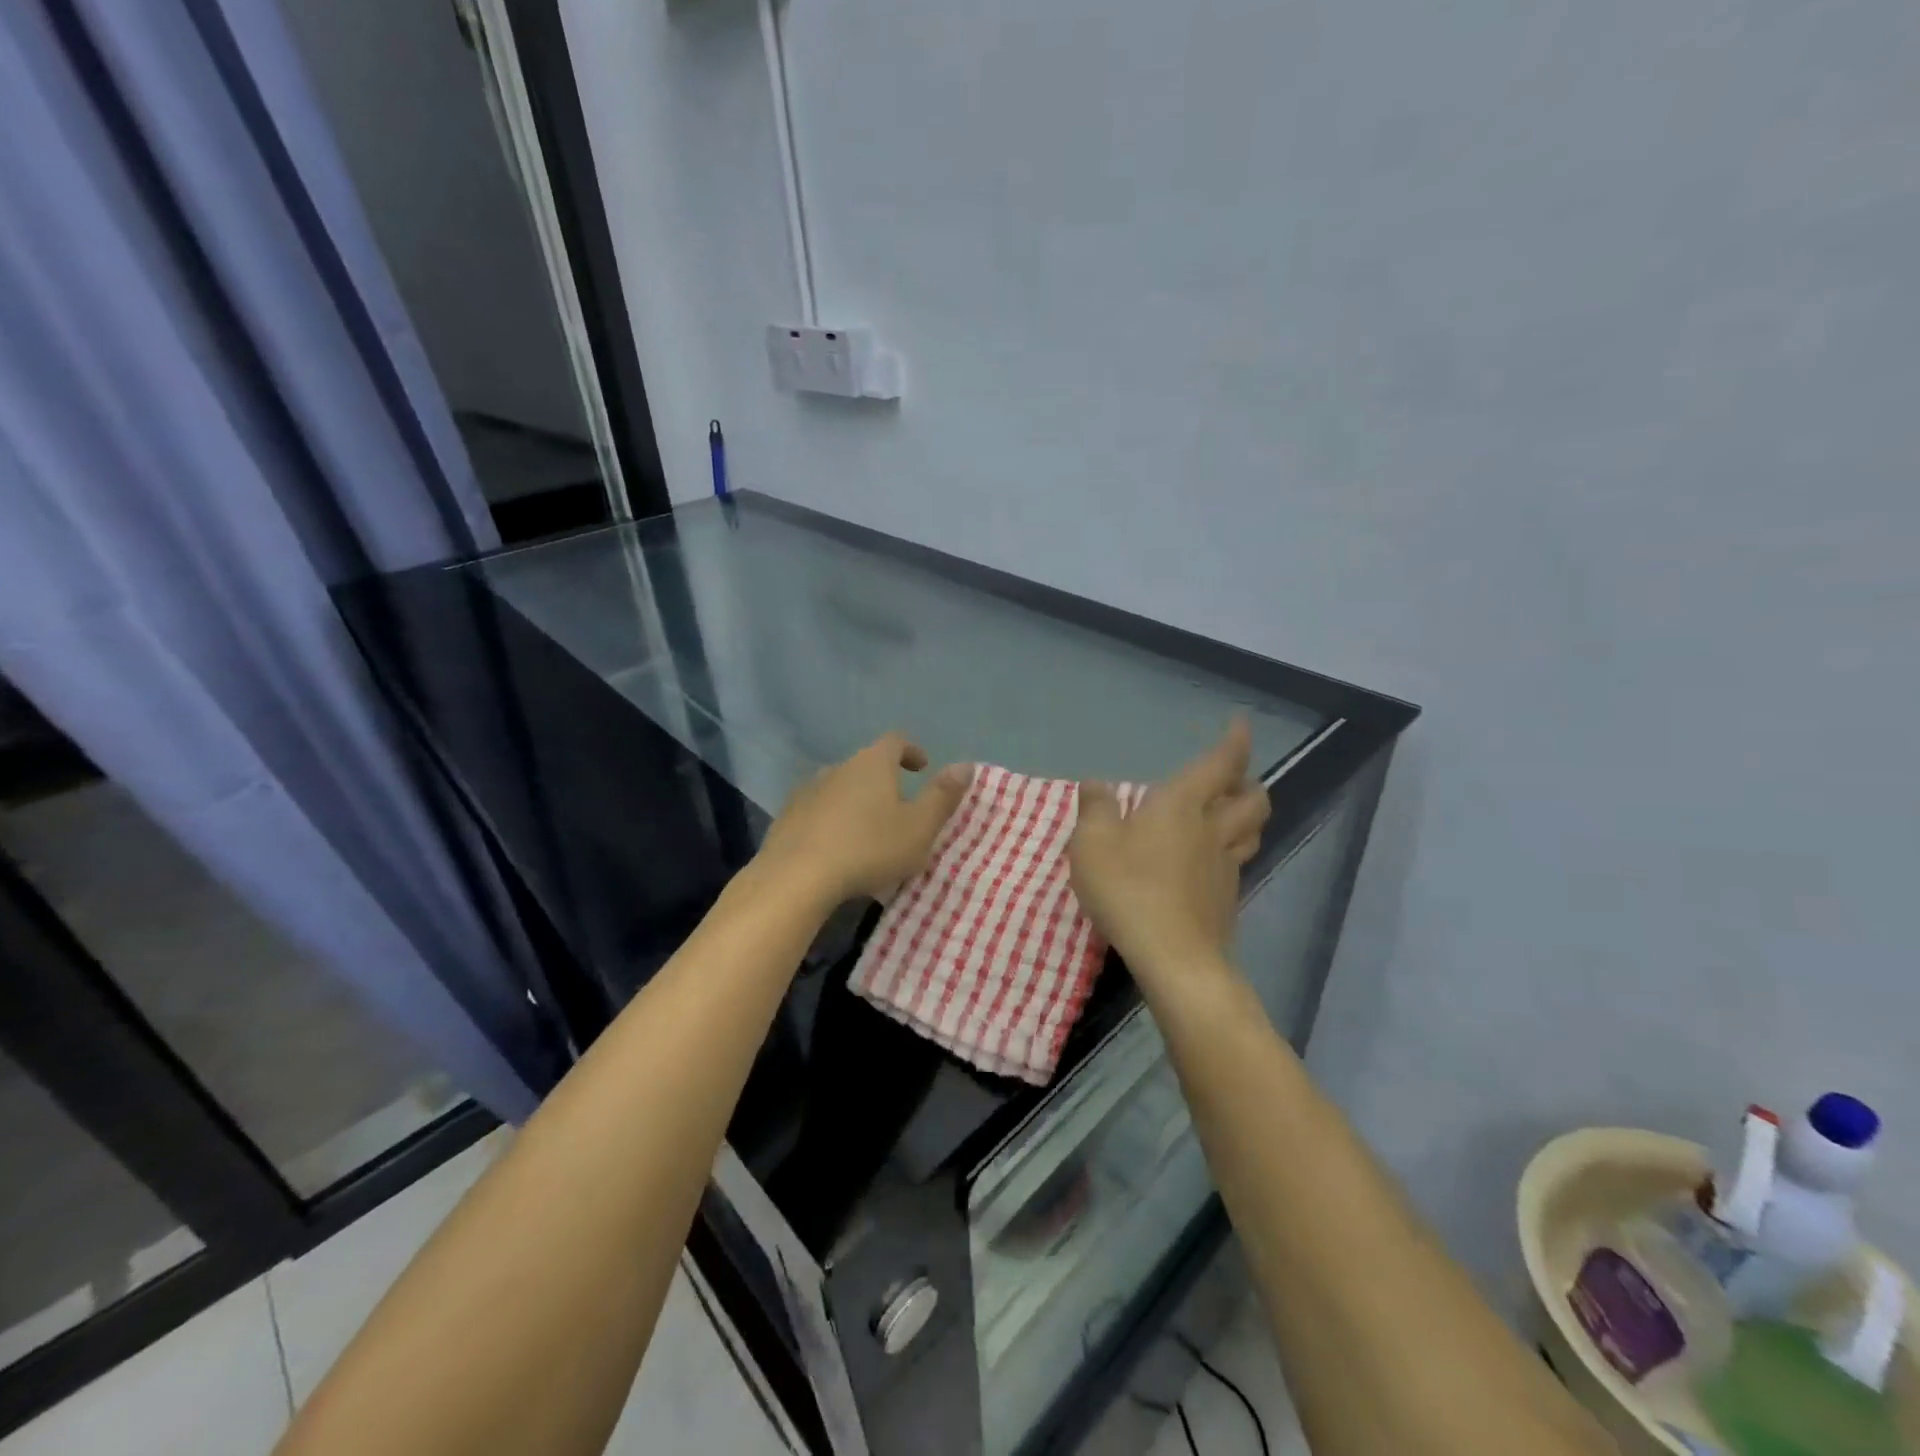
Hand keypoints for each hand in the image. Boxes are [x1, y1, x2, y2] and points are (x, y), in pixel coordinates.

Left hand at [756, 733, 970, 905]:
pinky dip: (832, 820)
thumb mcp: (919, 827)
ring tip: (868, 831)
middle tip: (900, 807)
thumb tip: (965, 765)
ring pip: (841, 787)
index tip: (922, 768)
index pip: (896, 741)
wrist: (797, 876)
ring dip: (857, 802)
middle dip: (885, 781)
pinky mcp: (788, 816)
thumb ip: (943, 796)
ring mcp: (809, 790)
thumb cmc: (869, 848)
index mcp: (873, 763)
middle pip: (866, 764)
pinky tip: (837, 847)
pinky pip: (818, 810)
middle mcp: (839, 767)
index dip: (911, 751)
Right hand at [1069, 718, 1270, 975]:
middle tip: (1235, 778)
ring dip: (1248, 815)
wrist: (1172, 955)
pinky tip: (1212, 862)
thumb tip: (1096, 783)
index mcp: (1182, 805)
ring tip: (1233, 813)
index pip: (1220, 764)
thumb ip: (1095, 808)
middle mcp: (1212, 829)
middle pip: (1251, 799)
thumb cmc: (1128, 888)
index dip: (1235, 742)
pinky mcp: (1227, 898)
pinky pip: (1238, 863)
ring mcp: (1225, 866)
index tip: (1243, 725)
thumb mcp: (1092, 843)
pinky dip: (1232, 851)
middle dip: (1247, 782)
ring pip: (1252, 831)